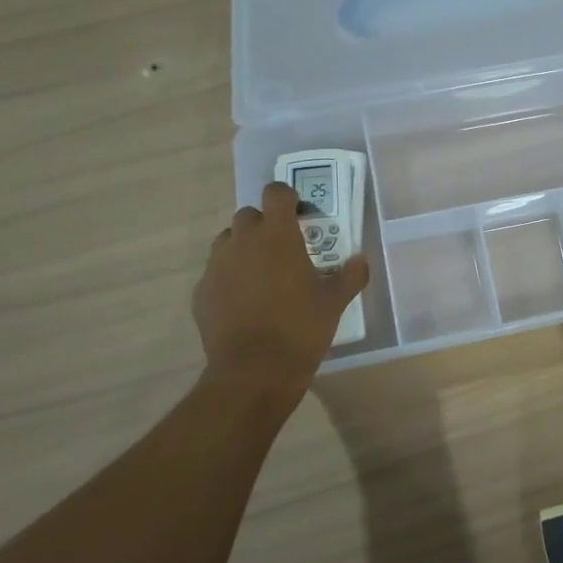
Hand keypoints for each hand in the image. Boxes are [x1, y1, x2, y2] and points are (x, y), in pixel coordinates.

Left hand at [195, 183, 369, 407]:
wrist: (254, 370)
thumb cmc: (301, 328)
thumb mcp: (335, 302)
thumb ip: (350, 275)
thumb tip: (361, 260)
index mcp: (277, 235)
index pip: (275, 192)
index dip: (287, 197)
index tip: (298, 214)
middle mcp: (243, 242)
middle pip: (249, 216)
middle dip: (264, 225)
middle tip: (282, 249)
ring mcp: (217, 266)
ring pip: (228, 242)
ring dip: (243, 248)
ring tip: (261, 274)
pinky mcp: (201, 292)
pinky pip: (215, 273)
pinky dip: (229, 278)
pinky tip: (243, 302)